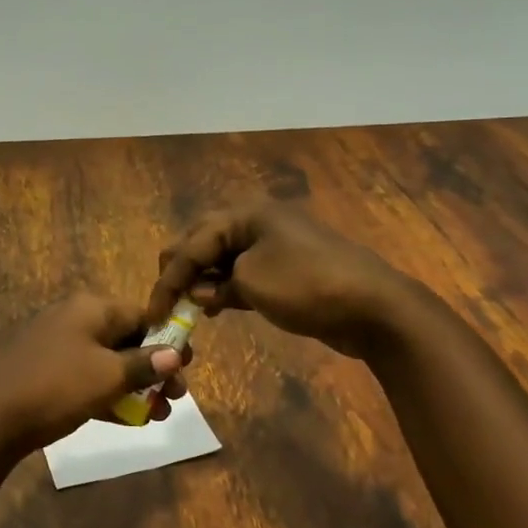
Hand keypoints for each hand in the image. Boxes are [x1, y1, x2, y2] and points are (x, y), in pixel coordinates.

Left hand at [0, 293, 190, 453]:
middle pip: (126, 339)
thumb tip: (175, 354)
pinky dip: (109, 393)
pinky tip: (130, 419)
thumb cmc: (59, 387)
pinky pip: (88, 376)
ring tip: (159, 414)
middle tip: (176, 397)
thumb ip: (145, 364)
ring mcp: (57, 345)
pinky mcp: (47, 371)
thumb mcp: (109, 376)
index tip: (188, 366)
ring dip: (135, 386)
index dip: (167, 340)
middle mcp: (74, 319)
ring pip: (107, 361)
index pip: (140, 315)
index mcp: (90, 309)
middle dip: (154, 368)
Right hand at [148, 202, 413, 355]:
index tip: (153, 313)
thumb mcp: (252, 283)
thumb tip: (201, 293)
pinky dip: (224, 287)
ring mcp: (272, 243)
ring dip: (201, 281)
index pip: (192, 244)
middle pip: (202, 242)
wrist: (374, 307)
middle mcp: (255, 221)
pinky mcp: (284, 267)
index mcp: (245, 214)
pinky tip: (213, 306)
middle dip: (180, 271)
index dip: (168, 279)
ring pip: (221, 257)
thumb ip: (216, 285)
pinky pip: (241, 271)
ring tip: (186, 307)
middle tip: (165, 302)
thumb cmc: (307, 286)